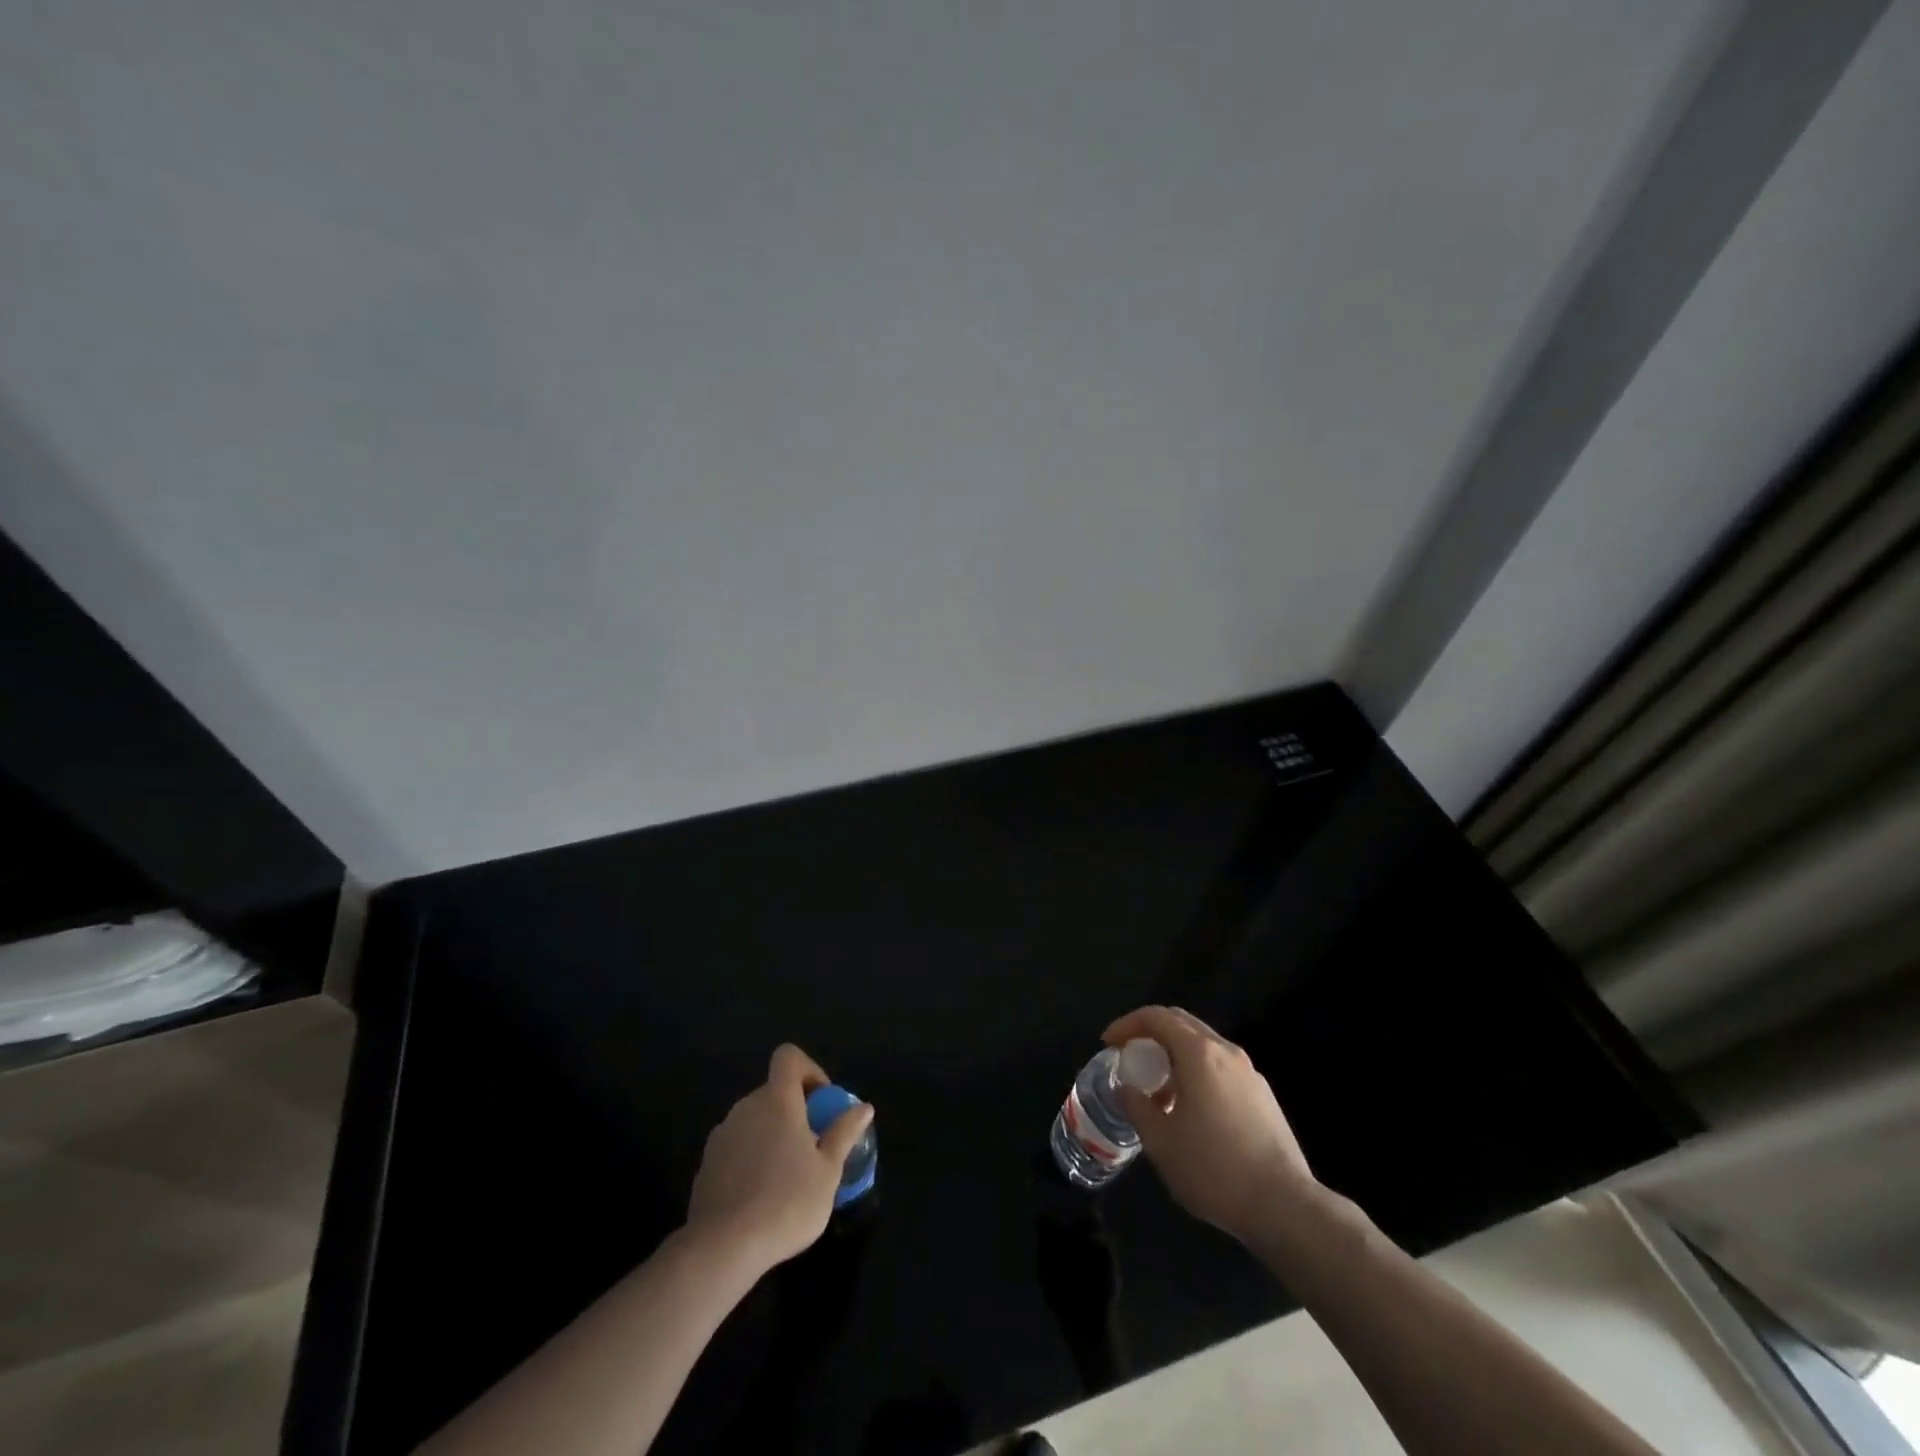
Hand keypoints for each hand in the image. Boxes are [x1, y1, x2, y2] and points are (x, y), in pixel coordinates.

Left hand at [686, 1044, 872, 1273]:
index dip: (809, 1070)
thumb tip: (864, 1107)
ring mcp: (722, 1135)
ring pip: (754, 1120)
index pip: (789, 1057)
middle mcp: (746, 1107)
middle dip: (795, 1110)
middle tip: (812, 1146)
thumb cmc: (786, 1202)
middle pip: (773, 1091)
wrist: (722, 1248)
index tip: (822, 1102)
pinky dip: (750, 1158)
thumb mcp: (828, 1171)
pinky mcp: (705, 1164)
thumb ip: (844, 1133)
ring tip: (787, 1176)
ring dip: (772, 1135)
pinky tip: (759, 1196)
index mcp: (778, 1100)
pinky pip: (736, 1147)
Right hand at [1105, 1006, 1317, 1246]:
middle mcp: (1226, 1052)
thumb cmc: (1214, 1169)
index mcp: (1198, 1053)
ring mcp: (1249, 1073)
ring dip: (1174, 1054)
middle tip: (1129, 1056)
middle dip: (1150, 1032)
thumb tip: (1125, 1088)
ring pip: (1203, 1045)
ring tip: (1158, 1090)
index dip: (1127, 1024)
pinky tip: (1190, 1109)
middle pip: (1181, 1022)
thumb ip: (1137, 1107)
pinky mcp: (1263, 1096)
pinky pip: (1221, 1067)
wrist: (1284, 1206)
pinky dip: (1196, 1071)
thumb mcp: (1160, 1142)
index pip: (1156, 1017)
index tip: (1109, 1044)